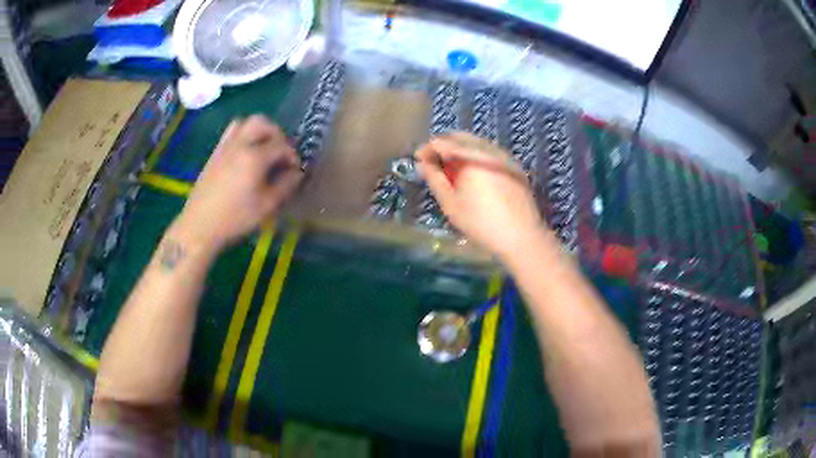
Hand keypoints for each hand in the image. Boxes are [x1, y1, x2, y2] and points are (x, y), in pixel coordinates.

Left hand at [173, 115, 302, 251]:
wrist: (200, 226)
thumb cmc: (235, 218)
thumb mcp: (266, 206)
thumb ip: (285, 185)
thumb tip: (297, 173)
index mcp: (254, 157)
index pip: (281, 145)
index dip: (292, 155)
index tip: (295, 169)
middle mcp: (240, 145)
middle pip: (262, 123)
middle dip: (276, 133)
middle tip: (280, 151)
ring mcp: (225, 147)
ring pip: (244, 123)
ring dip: (258, 130)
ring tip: (263, 148)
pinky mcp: (215, 153)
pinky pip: (231, 133)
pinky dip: (243, 135)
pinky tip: (245, 154)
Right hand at [415, 132, 549, 260]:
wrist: (522, 237)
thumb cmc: (481, 223)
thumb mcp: (450, 203)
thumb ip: (434, 179)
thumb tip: (423, 163)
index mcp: (470, 156)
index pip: (442, 142)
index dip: (427, 149)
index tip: (418, 160)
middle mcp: (488, 149)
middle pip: (460, 137)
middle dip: (444, 146)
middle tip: (432, 162)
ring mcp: (503, 156)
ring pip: (476, 143)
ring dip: (460, 150)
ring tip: (450, 168)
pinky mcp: (513, 166)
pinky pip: (489, 152)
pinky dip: (475, 156)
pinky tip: (471, 173)